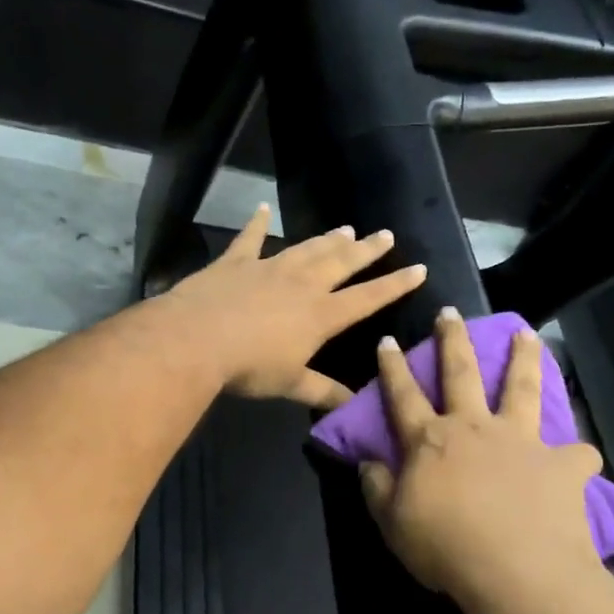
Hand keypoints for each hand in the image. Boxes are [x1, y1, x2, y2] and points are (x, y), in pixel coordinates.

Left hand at [168, 205, 428, 411]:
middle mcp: (302, 284)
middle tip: (385, 234)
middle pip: (342, 262)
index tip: (418, 268)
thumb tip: (354, 405)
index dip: (395, 285)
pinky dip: (256, 223)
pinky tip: (262, 208)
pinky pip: (249, 238)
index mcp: (321, 314)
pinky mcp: (235, 262)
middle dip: (367, 250)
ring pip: (306, 248)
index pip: (368, 298)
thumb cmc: (249, 366)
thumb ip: (323, 391)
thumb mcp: (290, 384)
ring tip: (346, 228)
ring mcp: (268, 267)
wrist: (196, 339)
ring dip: (327, 239)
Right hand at [360, 309, 603, 608]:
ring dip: (523, 359)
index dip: (392, 367)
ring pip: (521, 388)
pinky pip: (575, 453)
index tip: (388, 340)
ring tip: (526, 334)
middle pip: (461, 373)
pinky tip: (579, 455)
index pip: (403, 394)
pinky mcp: (561, 464)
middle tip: (450, 312)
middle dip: (452, 339)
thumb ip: (377, 489)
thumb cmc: (445, 547)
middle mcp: (475, 428)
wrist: (517, 571)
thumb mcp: (393, 523)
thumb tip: (368, 461)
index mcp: (431, 440)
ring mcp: (521, 441)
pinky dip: (576, 454)